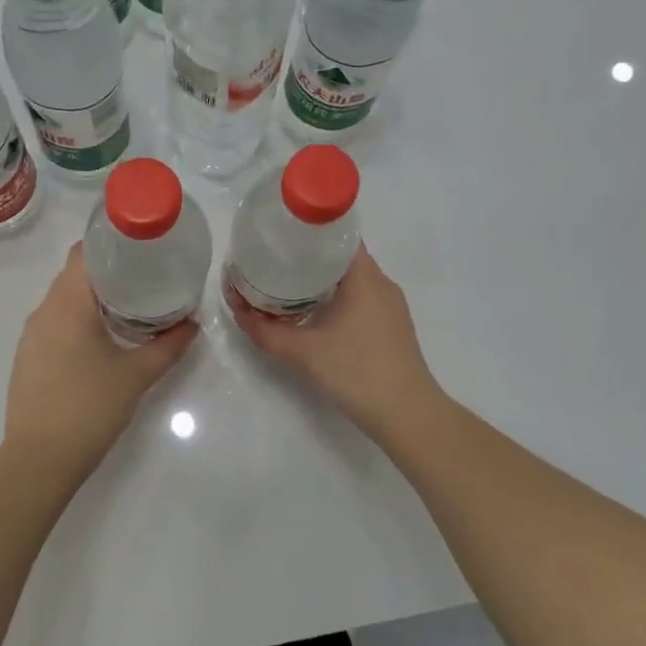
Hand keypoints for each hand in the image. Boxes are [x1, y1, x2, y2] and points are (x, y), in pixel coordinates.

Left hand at [2, 244, 198, 482]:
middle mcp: (43, 311)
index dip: (109, 242)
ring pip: (62, 299)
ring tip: (126, 307)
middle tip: (144, 277)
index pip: (82, 252)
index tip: (138, 248)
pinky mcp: (27, 357)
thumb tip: (192, 324)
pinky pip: (53, 323)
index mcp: (68, 304)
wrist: (39, 460)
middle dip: (107, 270)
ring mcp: (31, 336)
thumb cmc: (90, 408)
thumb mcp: (137, 375)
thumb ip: (168, 346)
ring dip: (91, 297)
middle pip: (73, 274)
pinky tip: (99, 340)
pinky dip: (76, 319)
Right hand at [226, 244, 439, 437]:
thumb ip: (266, 332)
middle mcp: (382, 284)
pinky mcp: (393, 327)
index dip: (310, 230)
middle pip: (344, 256)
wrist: (406, 415)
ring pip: (353, 280)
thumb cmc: (356, 371)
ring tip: (290, 284)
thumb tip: (239, 312)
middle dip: (310, 256)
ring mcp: (391, 306)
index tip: (282, 234)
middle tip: (276, 259)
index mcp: (365, 277)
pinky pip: (362, 299)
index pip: (340, 235)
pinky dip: (338, 298)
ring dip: (324, 279)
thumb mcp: (302, 352)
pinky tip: (317, 313)